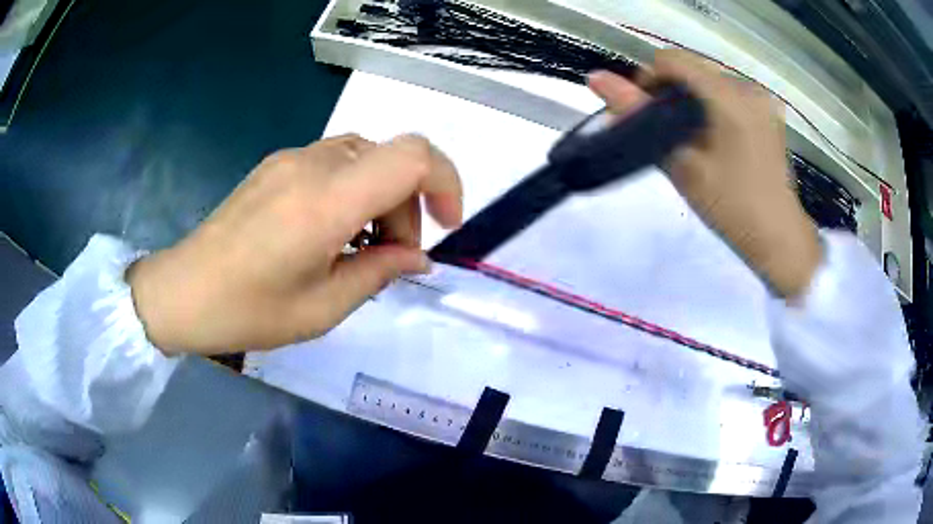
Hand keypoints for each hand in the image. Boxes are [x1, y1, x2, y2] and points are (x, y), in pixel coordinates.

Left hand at [127, 134, 463, 355]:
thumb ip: (379, 273)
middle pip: (393, 157)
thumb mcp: (323, 307)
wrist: (182, 291)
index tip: (445, 225)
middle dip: (408, 205)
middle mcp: (313, 164)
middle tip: (389, 256)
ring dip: (380, 197)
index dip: (446, 182)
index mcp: (327, 201)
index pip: (414, 156)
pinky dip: (352, 190)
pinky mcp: (276, 164)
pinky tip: (328, 231)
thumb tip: (417, 258)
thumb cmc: (248, 310)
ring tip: (357, 247)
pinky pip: (335, 162)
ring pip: (365, 156)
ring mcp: (291, 158)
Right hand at [588, 49, 821, 298]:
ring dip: (691, 101)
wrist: (779, 239)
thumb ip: (639, 116)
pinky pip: (729, 94)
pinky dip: (712, 107)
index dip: (649, 80)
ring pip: (709, 81)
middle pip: (692, 69)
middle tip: (667, 133)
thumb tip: (595, 77)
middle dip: (671, 93)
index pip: (673, 60)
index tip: (646, 114)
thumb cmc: (731, 208)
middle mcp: (748, 87)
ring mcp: (762, 99)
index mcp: (729, 97)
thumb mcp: (682, 164)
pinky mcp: (769, 112)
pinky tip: (715, 139)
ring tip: (692, 140)